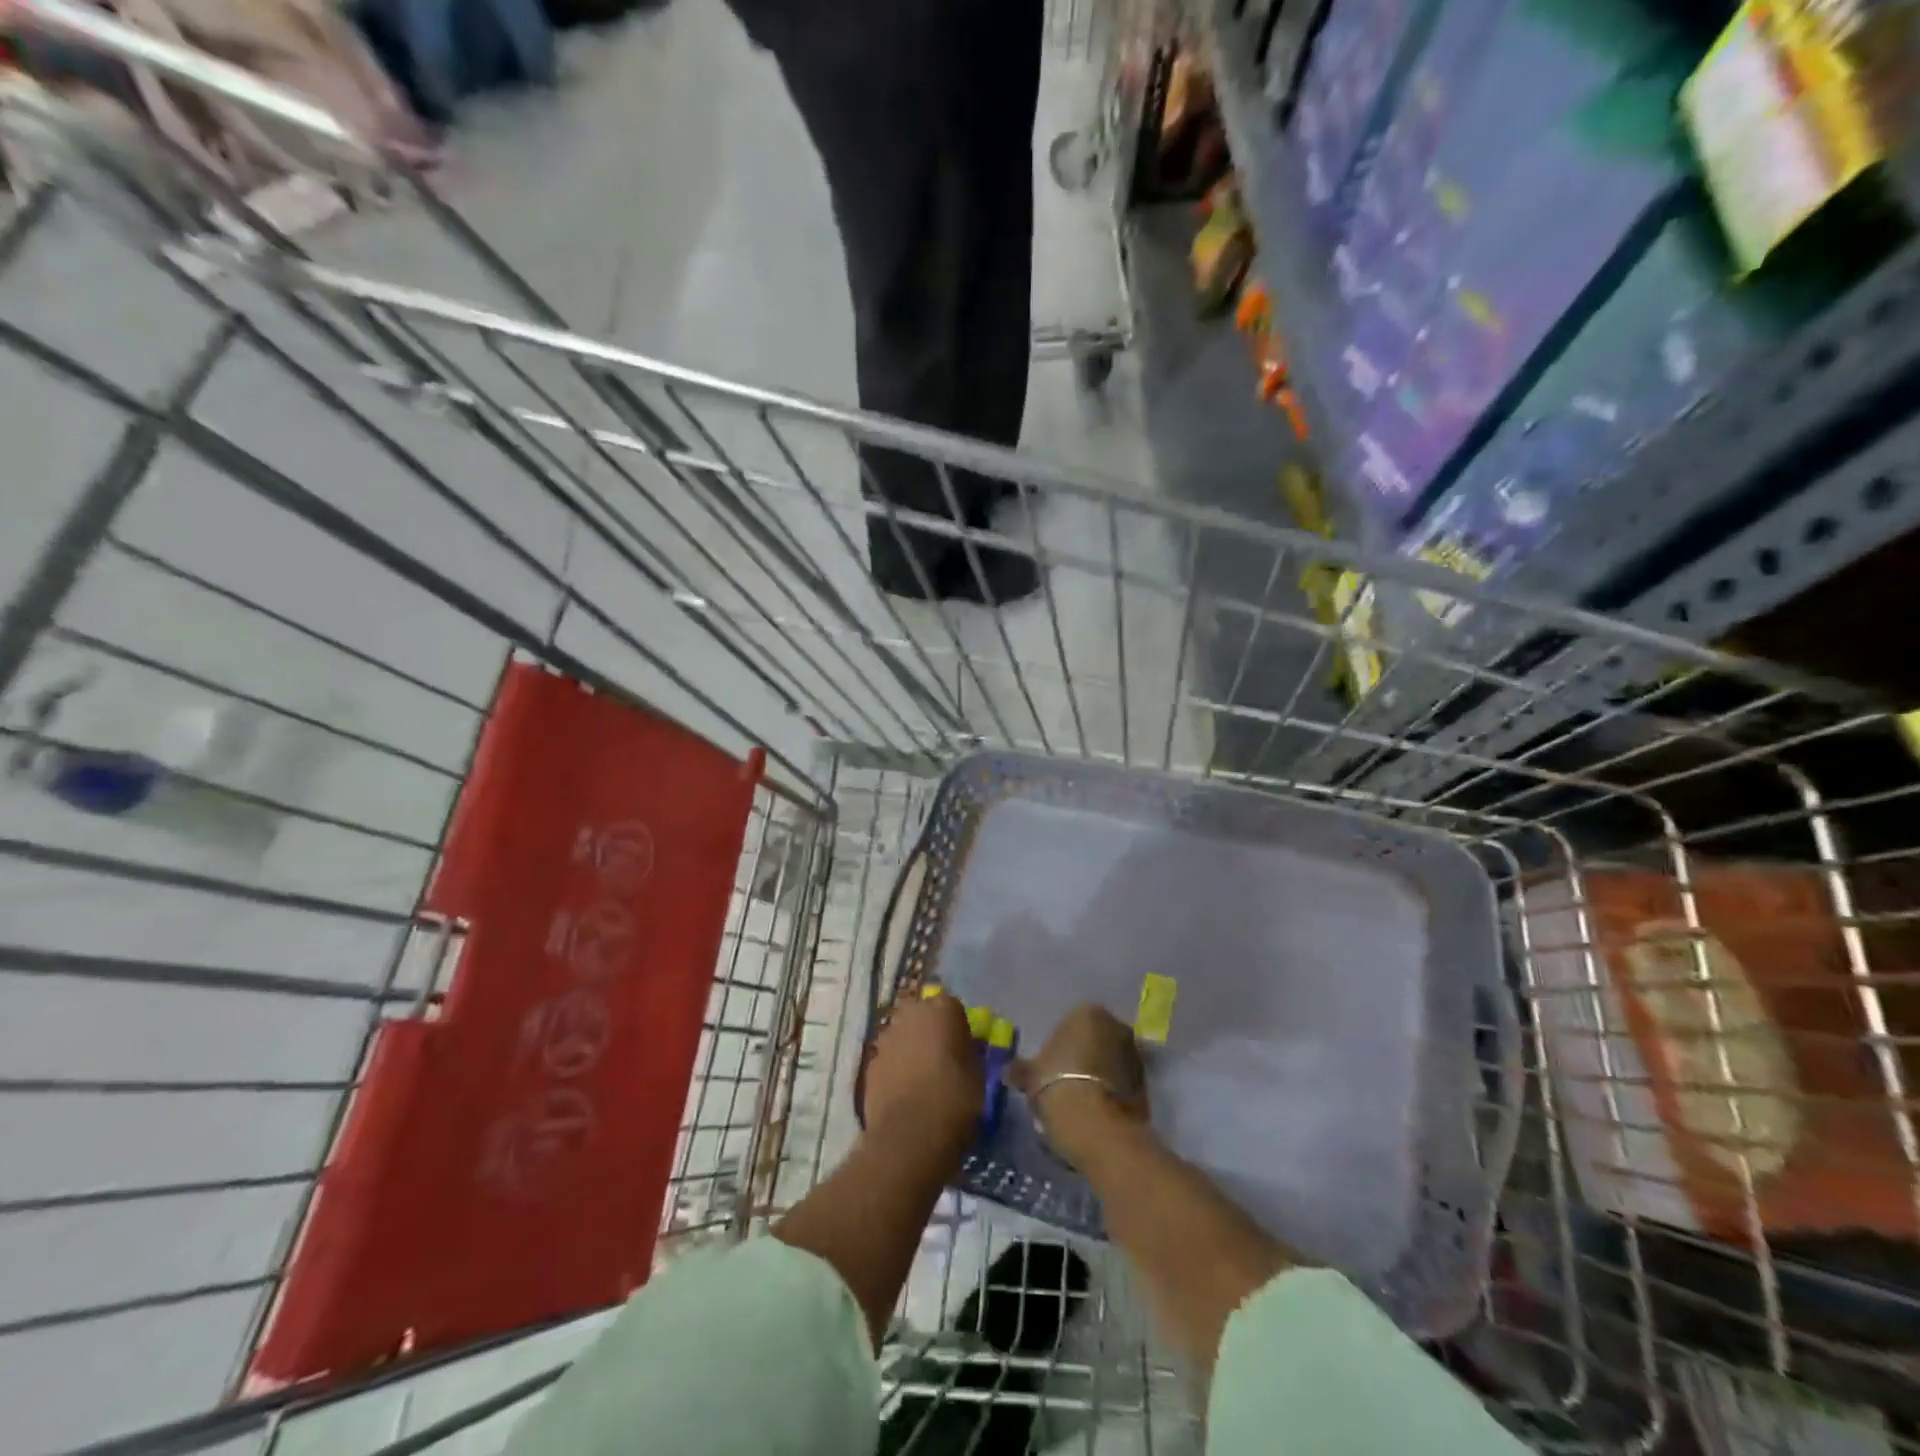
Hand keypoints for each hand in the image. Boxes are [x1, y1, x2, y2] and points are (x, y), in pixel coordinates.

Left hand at [864, 990, 983, 1146]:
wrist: (910, 1135)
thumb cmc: (954, 1099)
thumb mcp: (977, 1075)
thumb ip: (969, 1053)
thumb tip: (963, 1051)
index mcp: (942, 1009)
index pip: (953, 1006)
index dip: (958, 1026)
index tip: (963, 1047)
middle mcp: (911, 1013)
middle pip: (922, 1015)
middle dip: (929, 1031)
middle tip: (940, 1058)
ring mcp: (886, 1037)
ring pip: (902, 1035)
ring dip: (910, 1048)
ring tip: (921, 1077)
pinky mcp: (870, 1063)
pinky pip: (888, 1058)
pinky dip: (895, 1068)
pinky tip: (904, 1092)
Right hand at [1009, 1003, 1148, 1166]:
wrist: (1096, 1127)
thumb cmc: (1058, 1085)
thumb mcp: (1030, 1076)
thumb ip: (1021, 1069)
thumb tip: (1010, 1071)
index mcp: (1088, 1013)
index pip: (1073, 1022)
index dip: (1061, 1044)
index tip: (1051, 1065)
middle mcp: (1116, 1026)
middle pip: (1097, 1038)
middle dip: (1086, 1054)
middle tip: (1066, 1078)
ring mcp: (1135, 1055)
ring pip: (1112, 1060)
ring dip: (1101, 1073)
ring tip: (1082, 1097)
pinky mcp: (1146, 1085)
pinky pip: (1123, 1082)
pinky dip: (1112, 1091)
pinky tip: (1097, 1110)